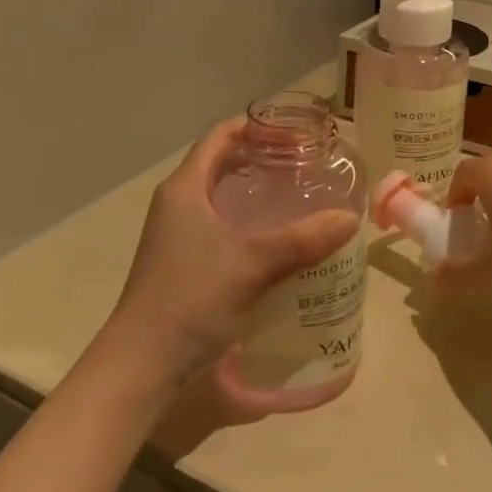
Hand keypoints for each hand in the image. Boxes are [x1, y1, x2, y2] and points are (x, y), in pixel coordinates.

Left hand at [98, 118, 358, 401]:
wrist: (141, 364)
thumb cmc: (191, 300)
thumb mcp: (252, 265)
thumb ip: (303, 240)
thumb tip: (350, 218)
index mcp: (185, 188)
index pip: (221, 135)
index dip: (257, 126)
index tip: (296, 133)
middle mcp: (177, 202)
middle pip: (222, 162)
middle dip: (262, 157)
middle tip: (305, 164)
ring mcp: (176, 234)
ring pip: (221, 195)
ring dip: (255, 190)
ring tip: (297, 196)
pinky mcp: (181, 261)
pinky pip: (219, 224)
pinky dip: (247, 220)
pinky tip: (276, 240)